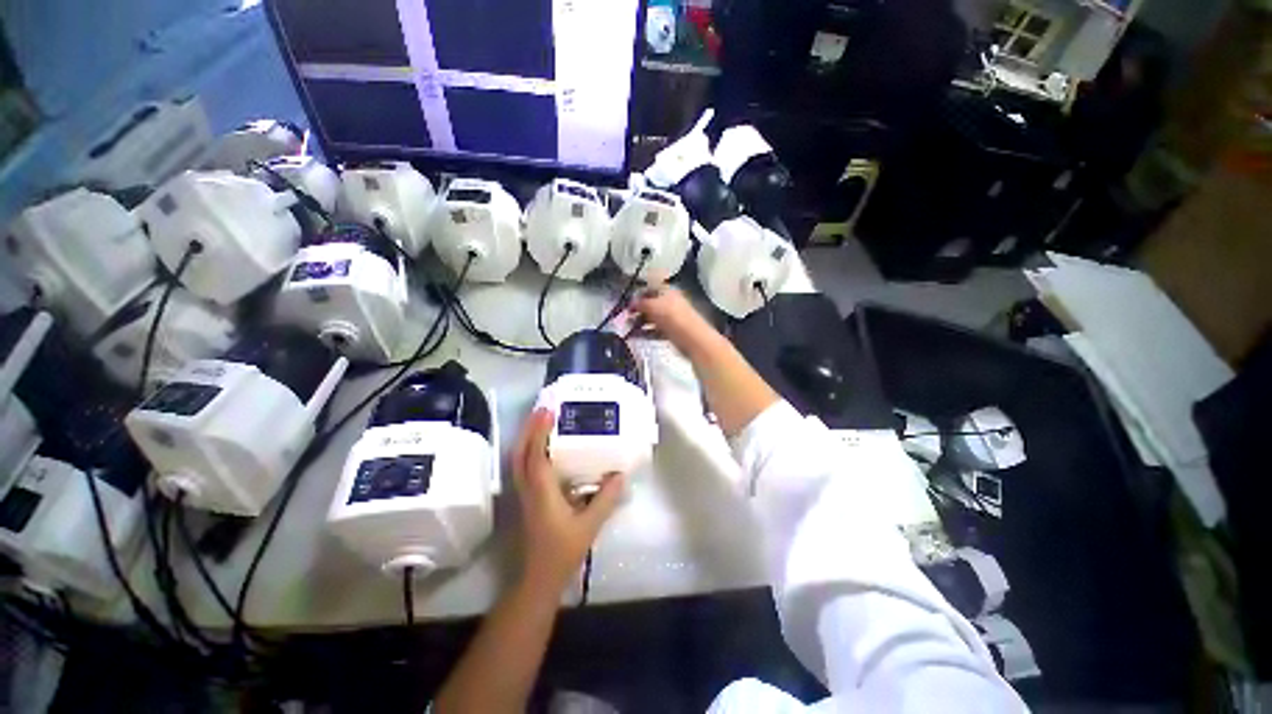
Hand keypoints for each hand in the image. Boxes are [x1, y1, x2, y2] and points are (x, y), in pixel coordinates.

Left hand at [512, 408, 623, 596]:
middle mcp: (528, 488)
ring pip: (518, 459)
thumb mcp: (589, 525)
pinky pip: (523, 467)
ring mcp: (524, 493)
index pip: (536, 455)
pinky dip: (529, 451)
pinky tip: (542, 447)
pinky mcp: (527, 498)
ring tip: (540, 421)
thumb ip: (606, 499)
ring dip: (526, 438)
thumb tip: (620, 475)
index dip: (540, 432)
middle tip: (542, 409)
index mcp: (541, 491)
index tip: (548, 412)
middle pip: (520, 453)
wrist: (539, 578)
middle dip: (529, 429)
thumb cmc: (563, 551)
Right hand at [628, 287, 718, 356]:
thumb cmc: (673, 317)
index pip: (650, 286)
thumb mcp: (653, 306)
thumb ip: (640, 303)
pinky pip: (655, 330)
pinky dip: (645, 332)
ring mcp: (671, 318)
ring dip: (639, 322)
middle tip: (625, 317)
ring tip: (627, 329)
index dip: (638, 293)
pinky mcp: (671, 332)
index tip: (627, 301)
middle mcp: (669, 302)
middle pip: (650, 303)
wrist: (693, 339)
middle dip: (637, 309)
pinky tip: (635, 337)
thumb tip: (631, 303)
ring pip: (652, 318)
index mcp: (667, 291)